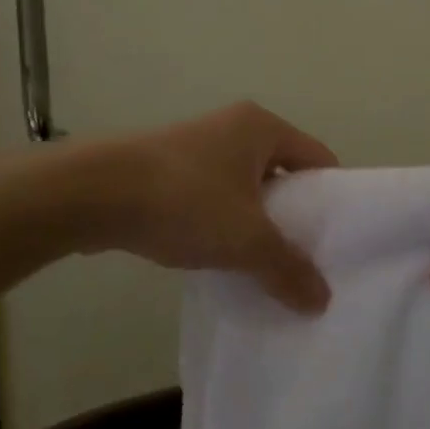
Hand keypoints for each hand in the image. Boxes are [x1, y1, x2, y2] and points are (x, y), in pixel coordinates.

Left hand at [93, 101, 338, 312]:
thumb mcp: (246, 240)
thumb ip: (288, 269)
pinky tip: (220, 258)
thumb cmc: (185, 201)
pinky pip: (213, 197)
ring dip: (255, 223)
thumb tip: (322, 301)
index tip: (337, 240)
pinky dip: (222, 224)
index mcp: (262, 127)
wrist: (93, 193)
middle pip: (283, 174)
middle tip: (304, 259)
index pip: (318, 159)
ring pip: (245, 188)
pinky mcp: (167, 169)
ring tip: (263, 265)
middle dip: (293, 216)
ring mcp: (196, 146)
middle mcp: (233, 127)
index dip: (332, 199)